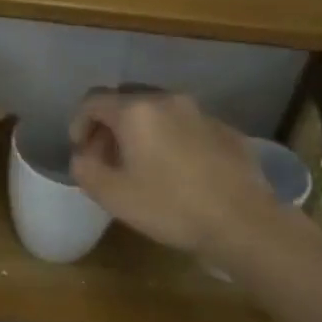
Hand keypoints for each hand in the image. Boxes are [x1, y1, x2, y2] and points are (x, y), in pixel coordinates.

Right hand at [68, 90, 289, 253]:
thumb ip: (85, 169)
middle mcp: (167, 100)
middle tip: (107, 157)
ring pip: (158, 111)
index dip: (79, 123)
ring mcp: (200, 112)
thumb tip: (83, 156)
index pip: (93, 101)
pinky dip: (170, 138)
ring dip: (141, 131)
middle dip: (110, 125)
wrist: (243, 221)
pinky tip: (177, 170)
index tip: (81, 150)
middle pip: (126, 100)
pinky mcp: (225, 129)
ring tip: (141, 164)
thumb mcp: (112, 195)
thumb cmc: (170, 206)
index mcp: (135, 111)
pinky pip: (185, 125)